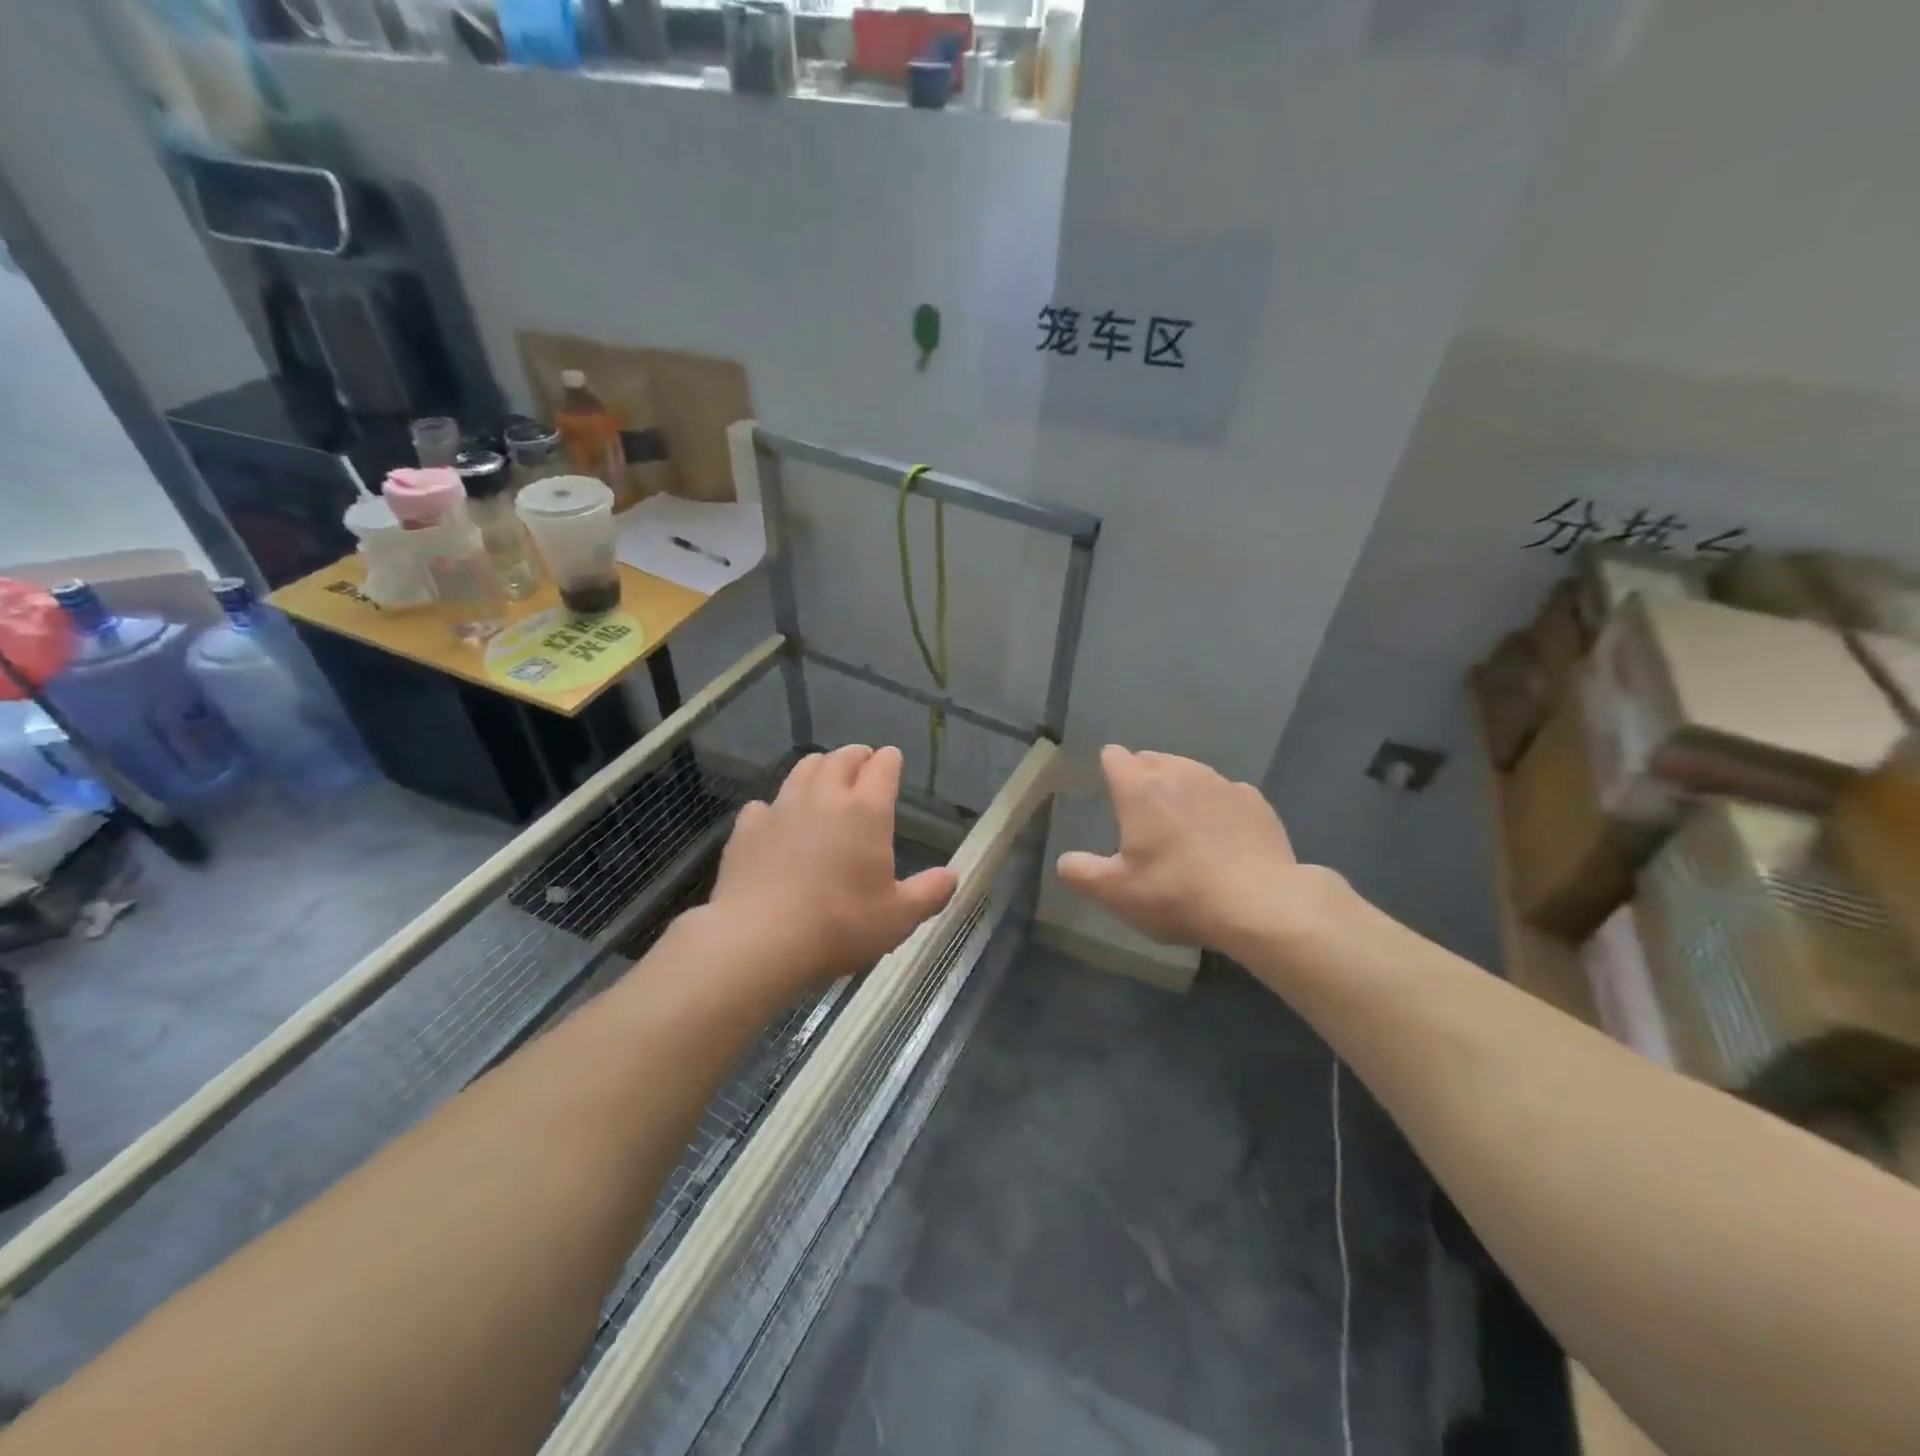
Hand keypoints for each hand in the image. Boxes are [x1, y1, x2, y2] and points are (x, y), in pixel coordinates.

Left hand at [707, 744, 957, 990]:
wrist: (759, 940)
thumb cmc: (840, 925)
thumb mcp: (898, 918)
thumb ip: (929, 893)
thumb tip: (953, 876)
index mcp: (867, 810)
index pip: (883, 766)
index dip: (890, 760)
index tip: (893, 761)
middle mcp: (824, 797)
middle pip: (841, 758)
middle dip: (857, 756)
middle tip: (863, 763)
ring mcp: (782, 808)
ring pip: (803, 769)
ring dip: (819, 768)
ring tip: (824, 779)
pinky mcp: (747, 827)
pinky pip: (765, 805)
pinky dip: (777, 807)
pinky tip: (777, 823)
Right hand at [1056, 745, 1341, 958]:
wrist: (1260, 905)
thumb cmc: (1178, 894)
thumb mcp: (1116, 893)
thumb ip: (1080, 873)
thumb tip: (1065, 862)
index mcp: (1140, 788)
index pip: (1114, 757)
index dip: (1109, 771)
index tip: (1110, 795)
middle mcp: (1180, 772)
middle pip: (1152, 759)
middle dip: (1143, 778)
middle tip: (1142, 818)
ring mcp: (1221, 783)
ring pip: (1190, 772)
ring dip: (1180, 790)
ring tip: (1182, 827)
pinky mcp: (1255, 800)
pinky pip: (1225, 793)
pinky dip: (1217, 807)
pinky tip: (1222, 838)